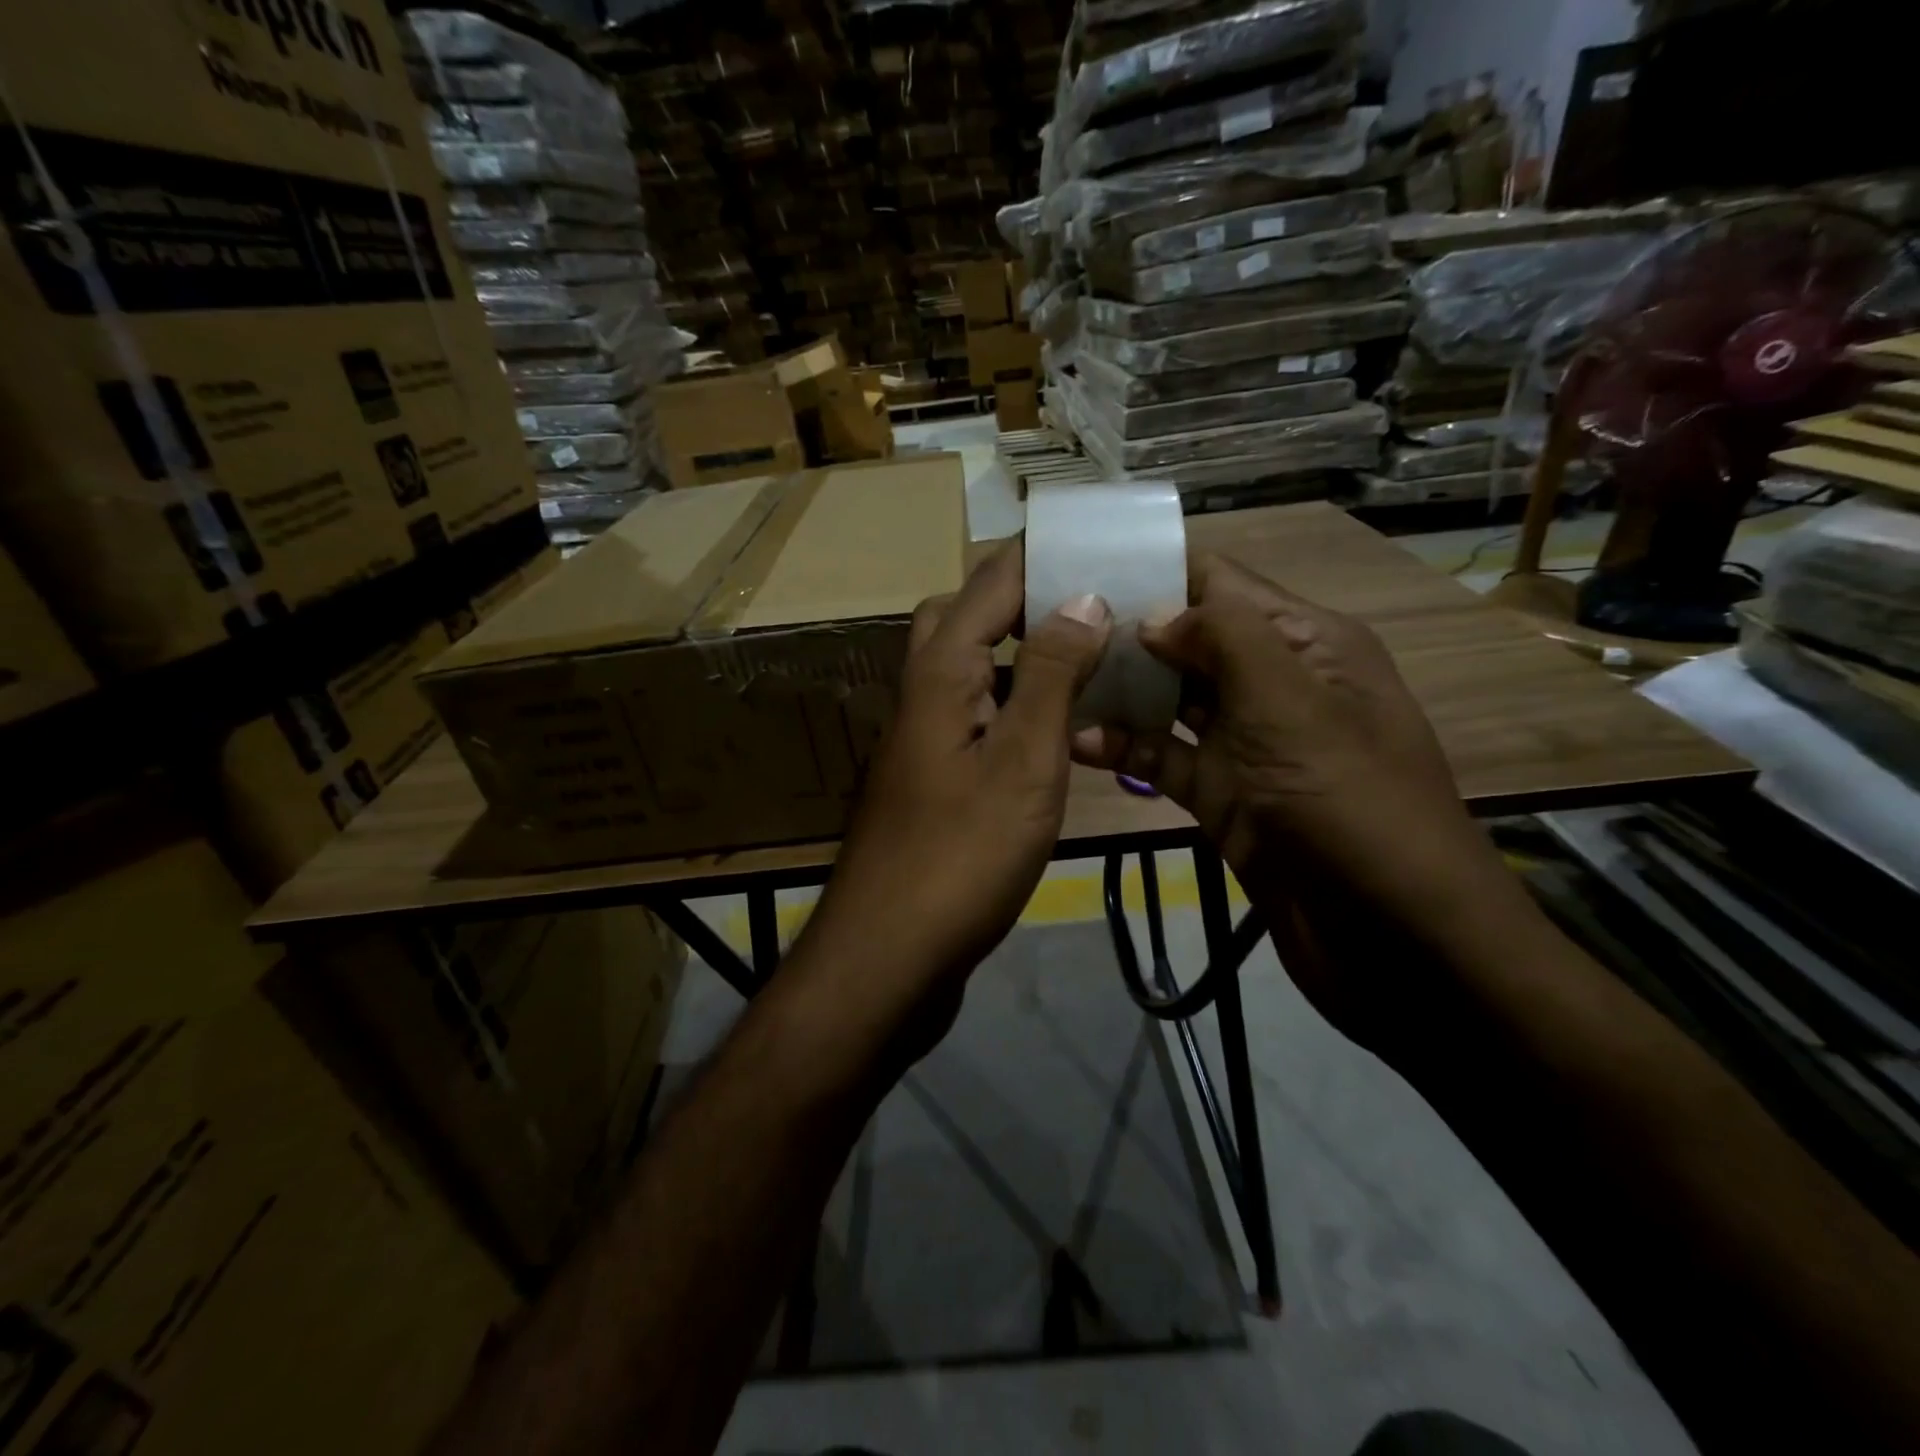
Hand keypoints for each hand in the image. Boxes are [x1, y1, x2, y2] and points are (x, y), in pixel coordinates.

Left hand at [803, 542, 1109, 1036]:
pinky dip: (1012, 702)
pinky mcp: (932, 778)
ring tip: (1084, 654)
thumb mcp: (1022, 761)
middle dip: (1022, 594)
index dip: (1041, 553)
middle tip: (1087, 601)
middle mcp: (922, 692)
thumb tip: (1083, 596)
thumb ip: (1050, 675)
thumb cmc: (962, 855)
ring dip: (1017, 649)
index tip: (1098, 537)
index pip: (990, 581)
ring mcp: (922, 737)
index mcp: (940, 672)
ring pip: (967, 666)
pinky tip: (1055, 726)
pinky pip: (974, 713)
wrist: (890, 951)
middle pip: (963, 615)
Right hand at [1072, 552, 1525, 1050]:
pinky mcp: (1222, 796)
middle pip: (1187, 640)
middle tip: (1043, 628)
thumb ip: (1224, 639)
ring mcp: (1245, 744)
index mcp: (1306, 643)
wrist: (1396, 940)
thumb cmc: (1351, 806)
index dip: (1154, 571)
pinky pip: (1165, 759)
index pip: (1220, 584)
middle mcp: (1273, 684)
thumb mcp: (1292, 705)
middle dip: (1123, 632)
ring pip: (1169, 701)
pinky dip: (1124, 749)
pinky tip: (1075, 742)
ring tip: (1047, 679)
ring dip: (1116, 690)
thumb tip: (1152, 614)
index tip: (1079, 567)